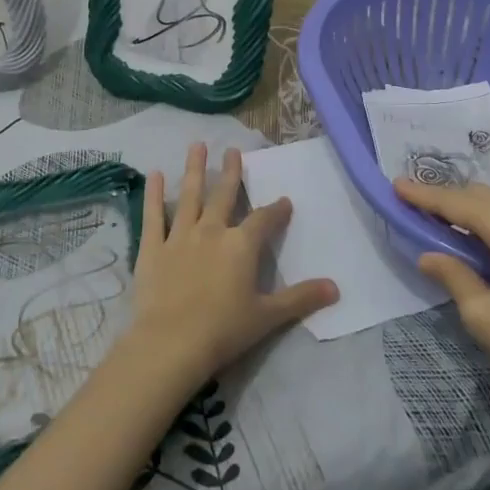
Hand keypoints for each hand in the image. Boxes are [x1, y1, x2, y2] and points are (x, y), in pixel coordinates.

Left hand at [123, 144, 337, 391]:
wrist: (171, 343)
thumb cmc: (224, 330)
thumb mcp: (268, 317)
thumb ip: (301, 298)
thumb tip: (336, 288)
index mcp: (241, 245)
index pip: (264, 220)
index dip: (276, 210)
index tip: (285, 201)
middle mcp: (212, 230)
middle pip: (224, 195)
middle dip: (231, 172)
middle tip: (232, 150)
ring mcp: (180, 236)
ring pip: (190, 195)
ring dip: (194, 169)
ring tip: (196, 145)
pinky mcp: (153, 248)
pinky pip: (153, 215)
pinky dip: (154, 194)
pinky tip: (155, 174)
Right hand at [398, 180, 489, 437]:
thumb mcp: (485, 316)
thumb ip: (454, 277)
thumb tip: (430, 255)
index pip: (458, 202)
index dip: (424, 195)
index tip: (396, 184)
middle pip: (486, 197)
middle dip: (452, 199)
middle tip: (421, 206)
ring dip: (481, 212)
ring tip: (454, 224)